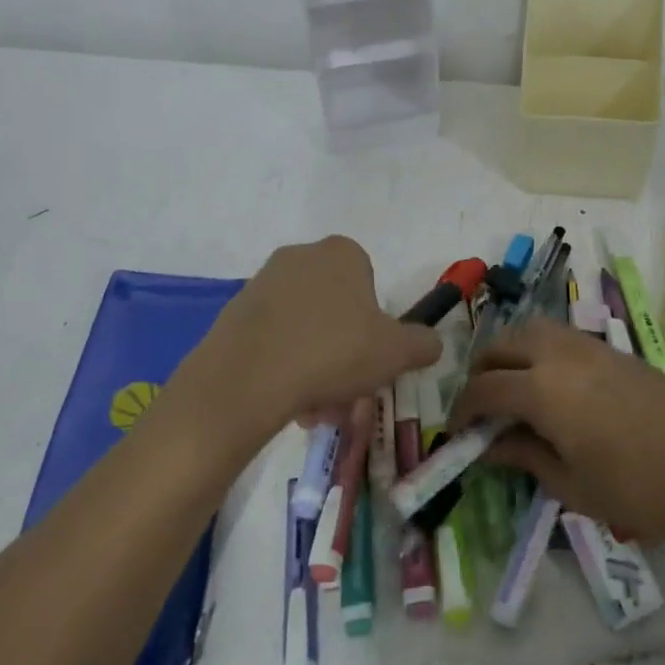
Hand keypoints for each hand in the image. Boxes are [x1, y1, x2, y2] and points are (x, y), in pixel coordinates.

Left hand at [180, 236, 441, 437]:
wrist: (248, 378)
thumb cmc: (334, 351)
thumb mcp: (397, 352)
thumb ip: (423, 343)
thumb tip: (431, 343)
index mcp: (342, 253)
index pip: (369, 283)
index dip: (375, 324)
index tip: (372, 357)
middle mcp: (300, 257)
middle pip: (336, 310)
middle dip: (345, 354)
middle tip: (348, 395)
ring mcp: (262, 283)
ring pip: (305, 330)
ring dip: (317, 368)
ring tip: (316, 410)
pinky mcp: (234, 313)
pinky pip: (273, 340)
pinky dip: (285, 368)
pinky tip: (288, 403)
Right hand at [448, 317, 664, 552]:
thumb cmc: (639, 489)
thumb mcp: (571, 485)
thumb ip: (524, 456)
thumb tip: (489, 446)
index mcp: (542, 389)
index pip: (484, 388)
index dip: (463, 409)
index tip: (458, 431)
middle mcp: (560, 355)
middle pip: (502, 345)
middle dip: (482, 371)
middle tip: (482, 406)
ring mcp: (590, 346)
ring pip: (533, 330)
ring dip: (511, 352)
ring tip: (514, 388)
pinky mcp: (615, 349)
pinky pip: (562, 336)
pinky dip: (541, 350)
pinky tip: (553, 385)